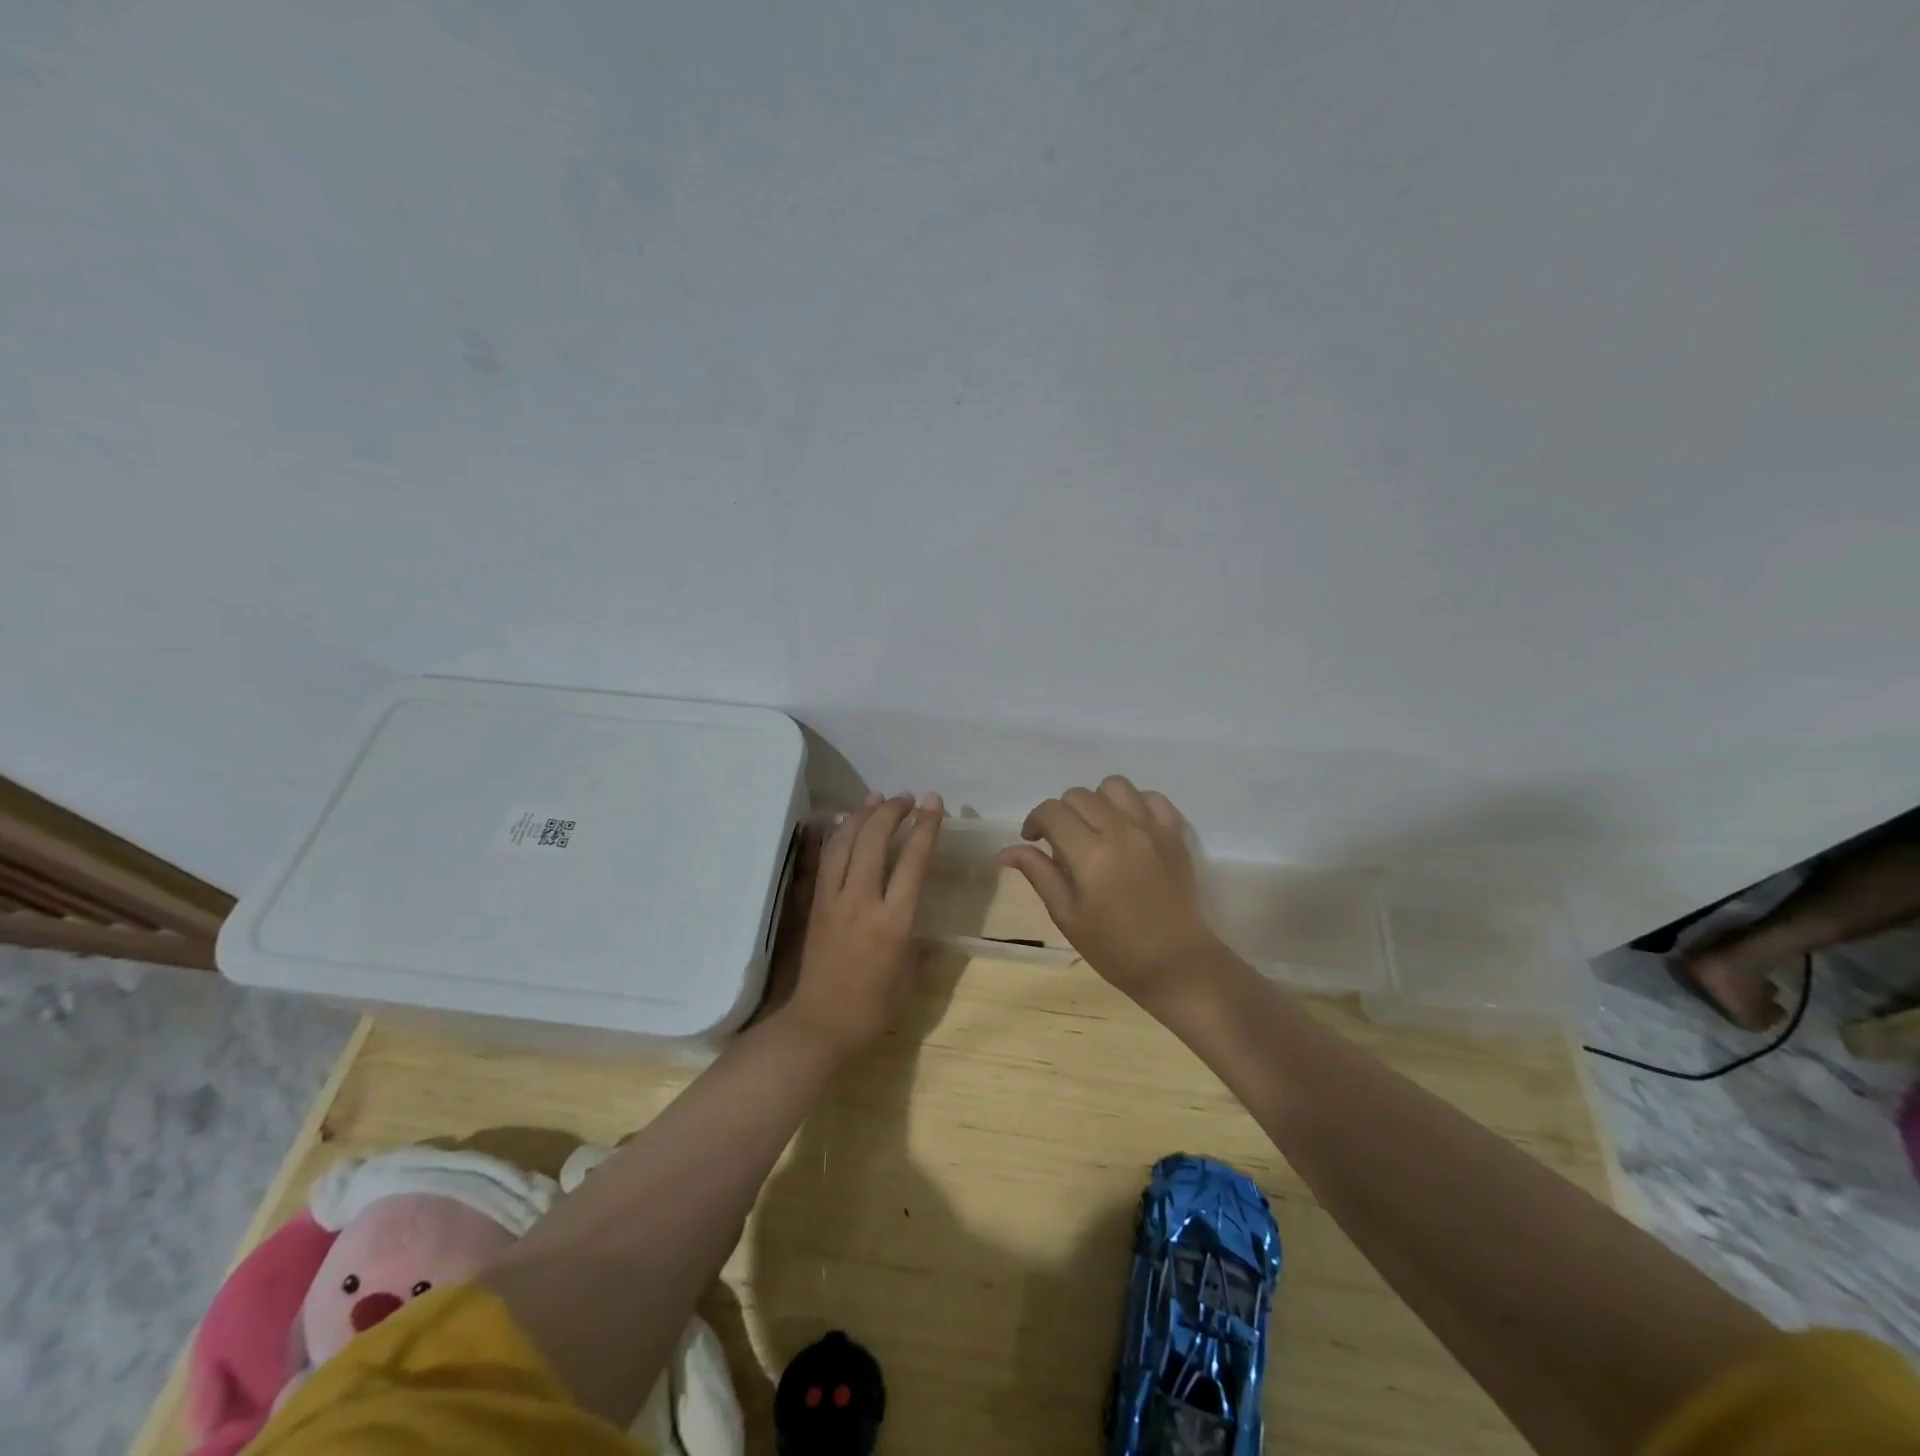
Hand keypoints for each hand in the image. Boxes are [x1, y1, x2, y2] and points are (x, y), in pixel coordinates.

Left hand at [775, 791, 943, 1057]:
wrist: (819, 1025)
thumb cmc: (873, 1008)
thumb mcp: (911, 979)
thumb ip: (922, 948)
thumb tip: (931, 933)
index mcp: (895, 921)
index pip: (913, 861)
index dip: (925, 827)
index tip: (934, 803)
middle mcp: (863, 901)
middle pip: (875, 840)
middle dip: (892, 811)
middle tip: (907, 798)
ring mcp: (834, 900)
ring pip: (846, 843)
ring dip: (862, 815)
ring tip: (877, 797)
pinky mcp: (816, 903)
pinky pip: (826, 859)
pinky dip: (837, 835)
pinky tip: (844, 823)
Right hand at [998, 776, 1221, 1001]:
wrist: (1174, 963)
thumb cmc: (1114, 948)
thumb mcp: (1067, 915)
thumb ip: (1039, 874)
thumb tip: (1006, 851)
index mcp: (1090, 854)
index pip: (1051, 812)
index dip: (1035, 821)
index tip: (1034, 841)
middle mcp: (1121, 831)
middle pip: (1079, 795)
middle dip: (1062, 813)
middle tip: (1064, 843)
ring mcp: (1152, 829)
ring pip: (1114, 786)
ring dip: (1097, 801)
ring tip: (1097, 828)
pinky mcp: (1175, 833)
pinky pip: (1151, 797)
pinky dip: (1135, 805)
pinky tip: (1128, 828)